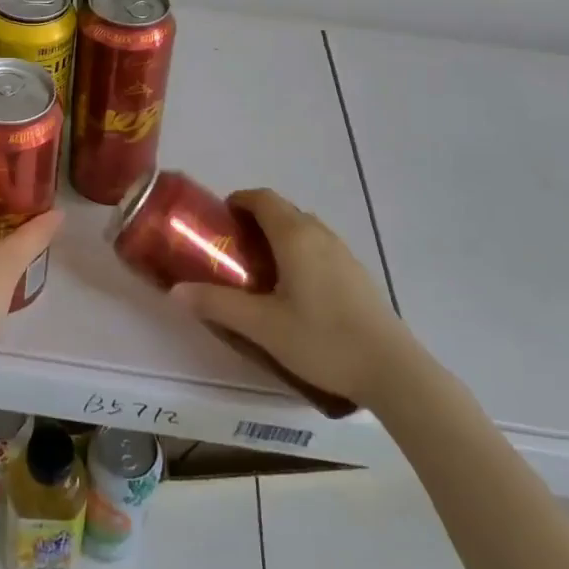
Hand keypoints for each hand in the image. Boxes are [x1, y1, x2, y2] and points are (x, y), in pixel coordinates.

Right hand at [173, 189, 407, 407]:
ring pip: (303, 229)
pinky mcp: (357, 273)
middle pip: (282, 210)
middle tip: (234, 249)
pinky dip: (299, 252)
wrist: (392, 370)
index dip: (238, 201)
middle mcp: (319, 234)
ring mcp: (343, 252)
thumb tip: (176, 292)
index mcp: (294, 235)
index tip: (220, 221)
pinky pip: (320, 247)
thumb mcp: (262, 326)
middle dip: (255, 220)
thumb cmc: (322, 339)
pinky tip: (296, 291)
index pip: (262, 198)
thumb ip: (217, 305)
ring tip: (261, 270)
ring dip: (279, 236)